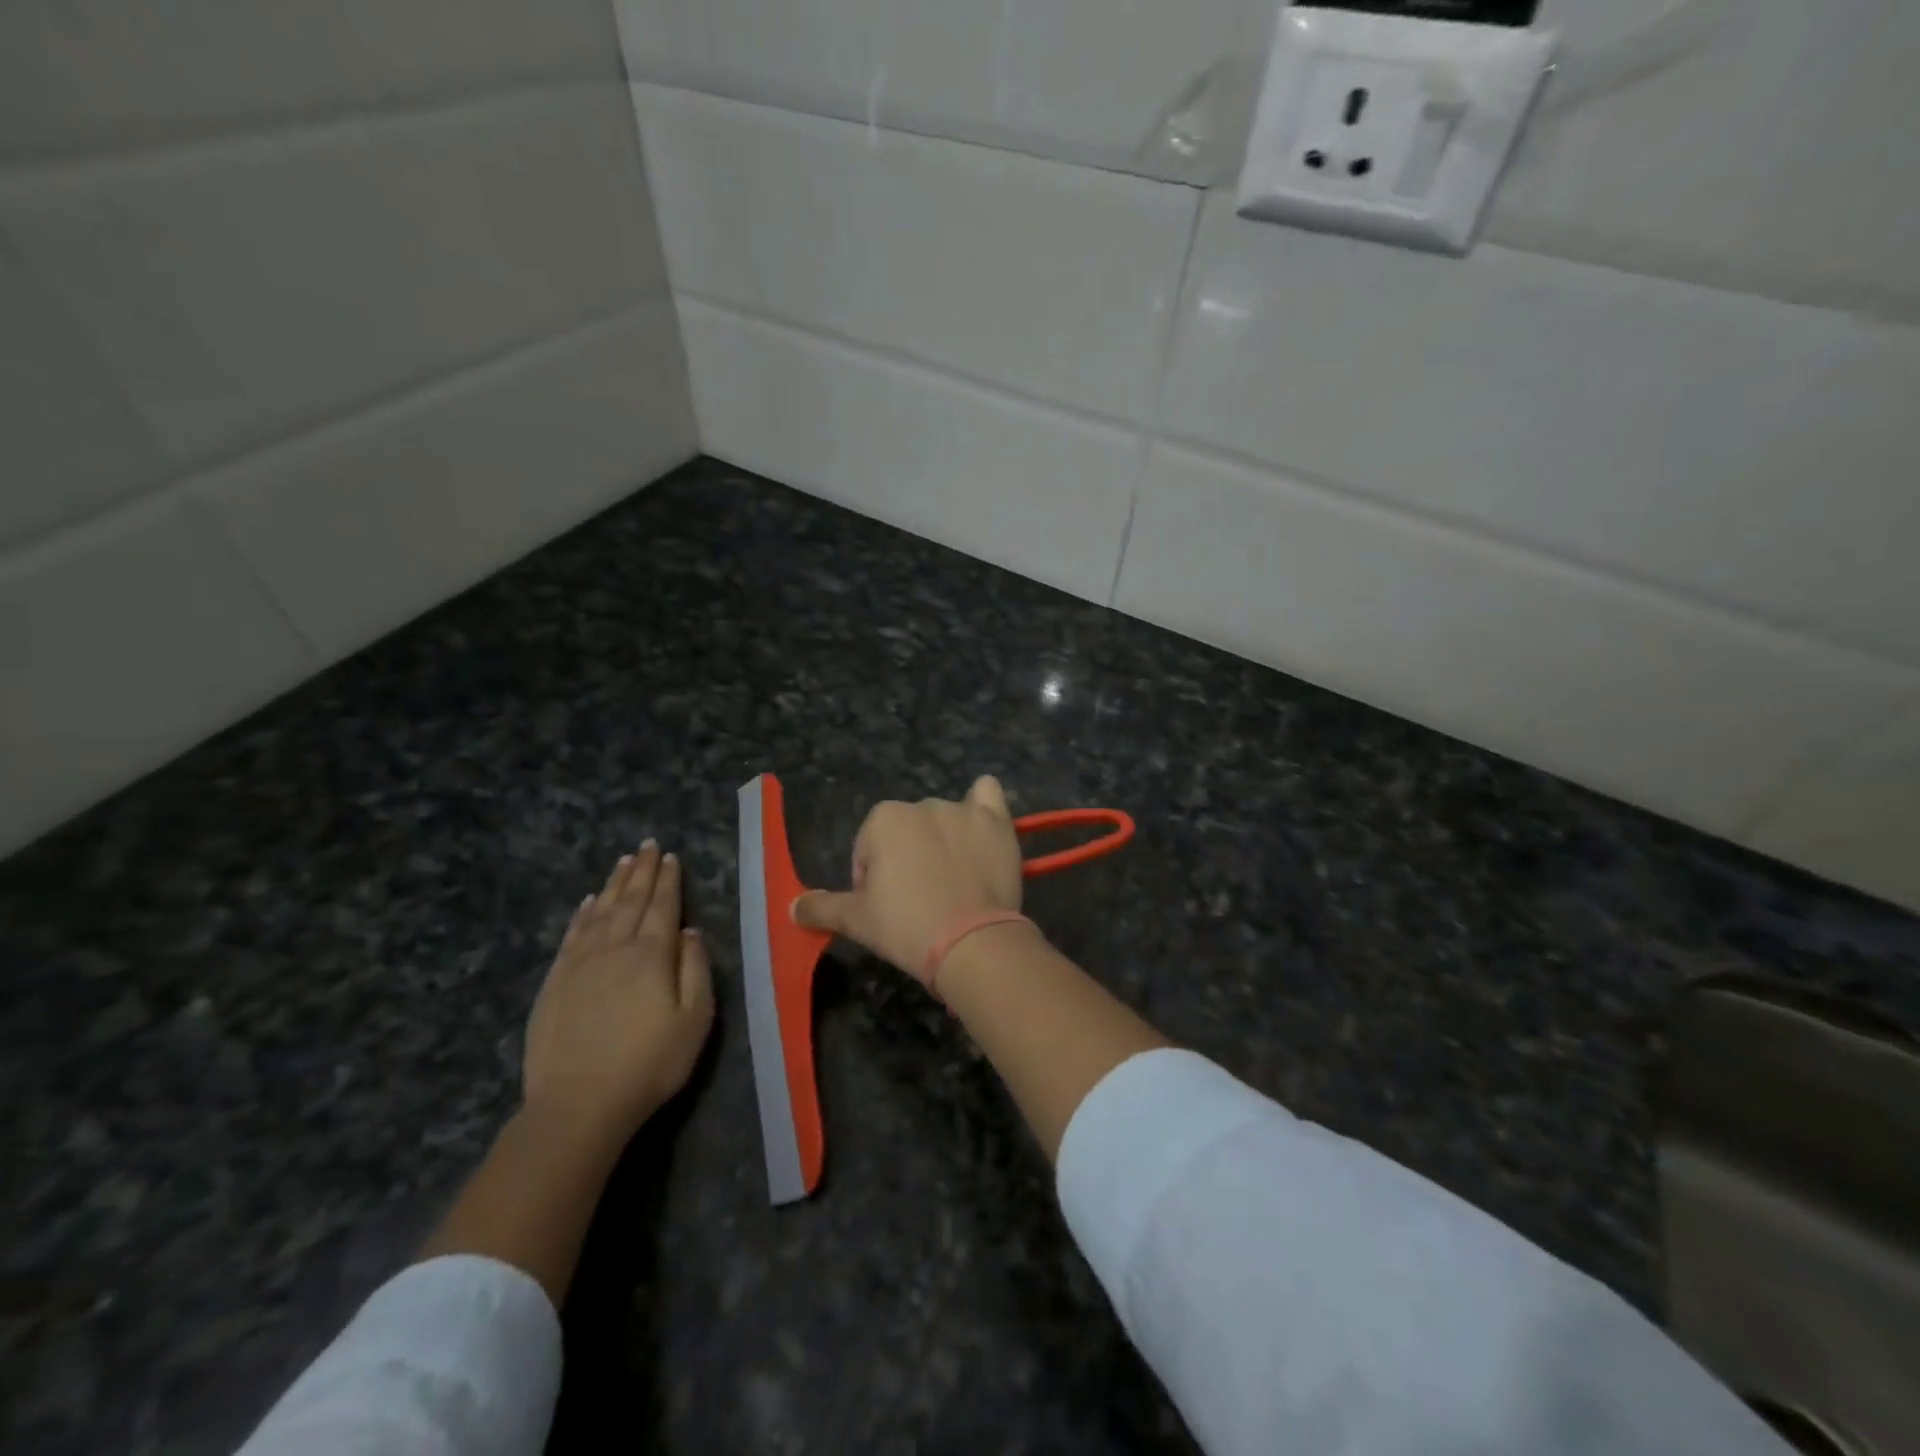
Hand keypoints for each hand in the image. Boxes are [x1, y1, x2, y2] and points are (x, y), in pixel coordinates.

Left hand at [523, 842, 713, 1140]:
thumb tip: (689, 930)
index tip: (671, 856)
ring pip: (601, 911)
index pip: (663, 906)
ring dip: (614, 884)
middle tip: (648, 845)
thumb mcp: (695, 1019)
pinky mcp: (555, 982)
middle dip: (643, 871)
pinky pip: (572, 934)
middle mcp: (615, 948)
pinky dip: (583, 913)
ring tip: (624, 861)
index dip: (668, 880)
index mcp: (652, 954)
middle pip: (631, 900)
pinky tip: (589, 902)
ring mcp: (580, 963)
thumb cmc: (649, 1063)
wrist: (578, 1104)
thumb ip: (695, 968)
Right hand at [794, 776, 1024, 984]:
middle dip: (909, 859)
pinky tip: (982, 825)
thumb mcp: (856, 920)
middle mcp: (922, 804)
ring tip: (954, 882)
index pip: (869, 848)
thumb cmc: (906, 926)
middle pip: (908, 833)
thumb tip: (792, 907)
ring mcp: (962, 810)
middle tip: (920, 901)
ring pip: (944, 820)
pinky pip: (988, 795)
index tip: (888, 908)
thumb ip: (822, 907)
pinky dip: (982, 805)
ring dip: (943, 841)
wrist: (971, 942)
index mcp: (883, 819)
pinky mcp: (997, 821)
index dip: (873, 879)